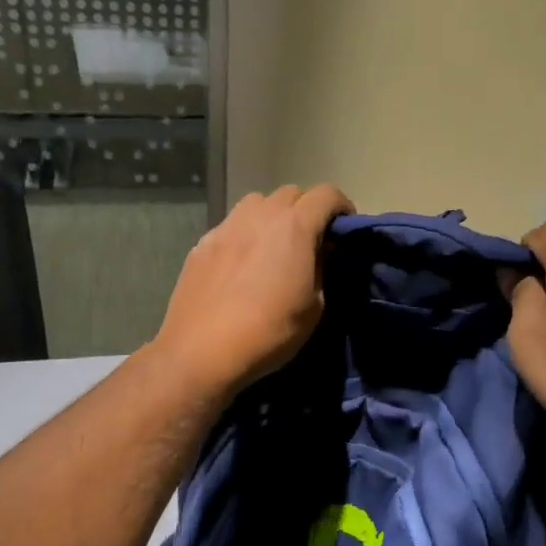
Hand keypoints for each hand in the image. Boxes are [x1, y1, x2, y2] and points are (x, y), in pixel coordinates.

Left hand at [150, 184, 355, 400]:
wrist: (201, 351)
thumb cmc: (269, 332)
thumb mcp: (314, 308)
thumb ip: (321, 270)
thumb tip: (319, 253)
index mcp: (294, 227)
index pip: (327, 194)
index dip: (342, 207)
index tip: (344, 230)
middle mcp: (260, 215)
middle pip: (291, 193)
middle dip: (307, 210)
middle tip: (310, 241)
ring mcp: (226, 226)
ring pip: (257, 203)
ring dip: (273, 216)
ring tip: (274, 247)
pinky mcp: (202, 243)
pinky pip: (232, 226)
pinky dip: (245, 235)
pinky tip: (242, 266)